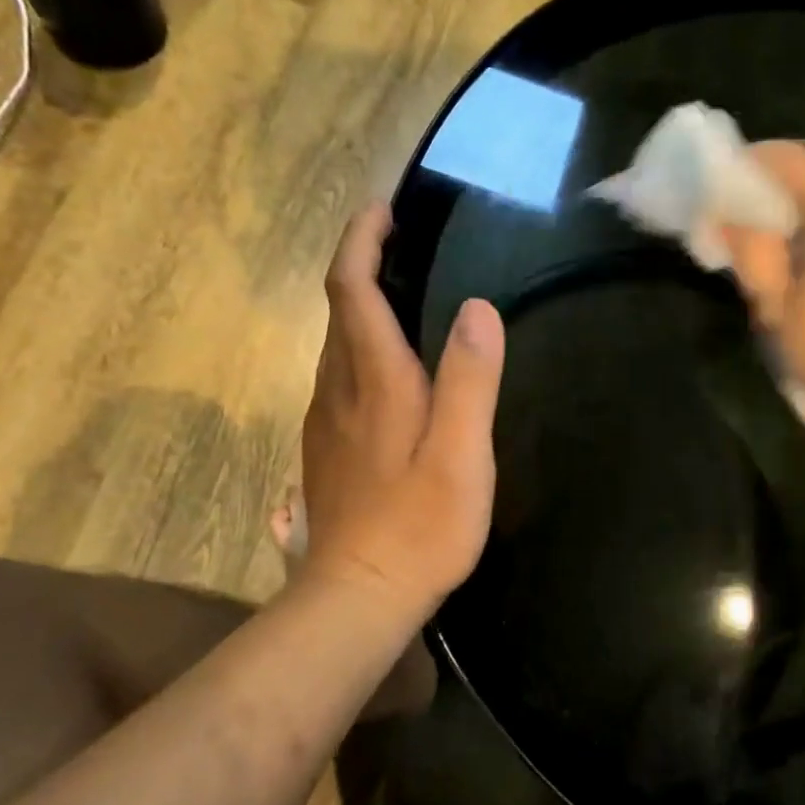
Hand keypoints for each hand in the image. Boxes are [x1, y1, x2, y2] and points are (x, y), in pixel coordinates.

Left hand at [297, 204, 504, 618]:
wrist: (359, 594)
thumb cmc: (420, 525)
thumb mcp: (461, 453)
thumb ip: (469, 379)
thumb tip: (477, 308)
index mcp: (373, 380)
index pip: (350, 288)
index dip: (361, 240)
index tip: (383, 209)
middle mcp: (339, 389)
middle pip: (338, 310)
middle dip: (361, 264)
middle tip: (401, 243)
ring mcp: (327, 421)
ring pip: (336, 345)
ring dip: (360, 307)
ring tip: (401, 295)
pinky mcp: (328, 449)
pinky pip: (340, 378)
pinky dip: (360, 349)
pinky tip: (390, 370)